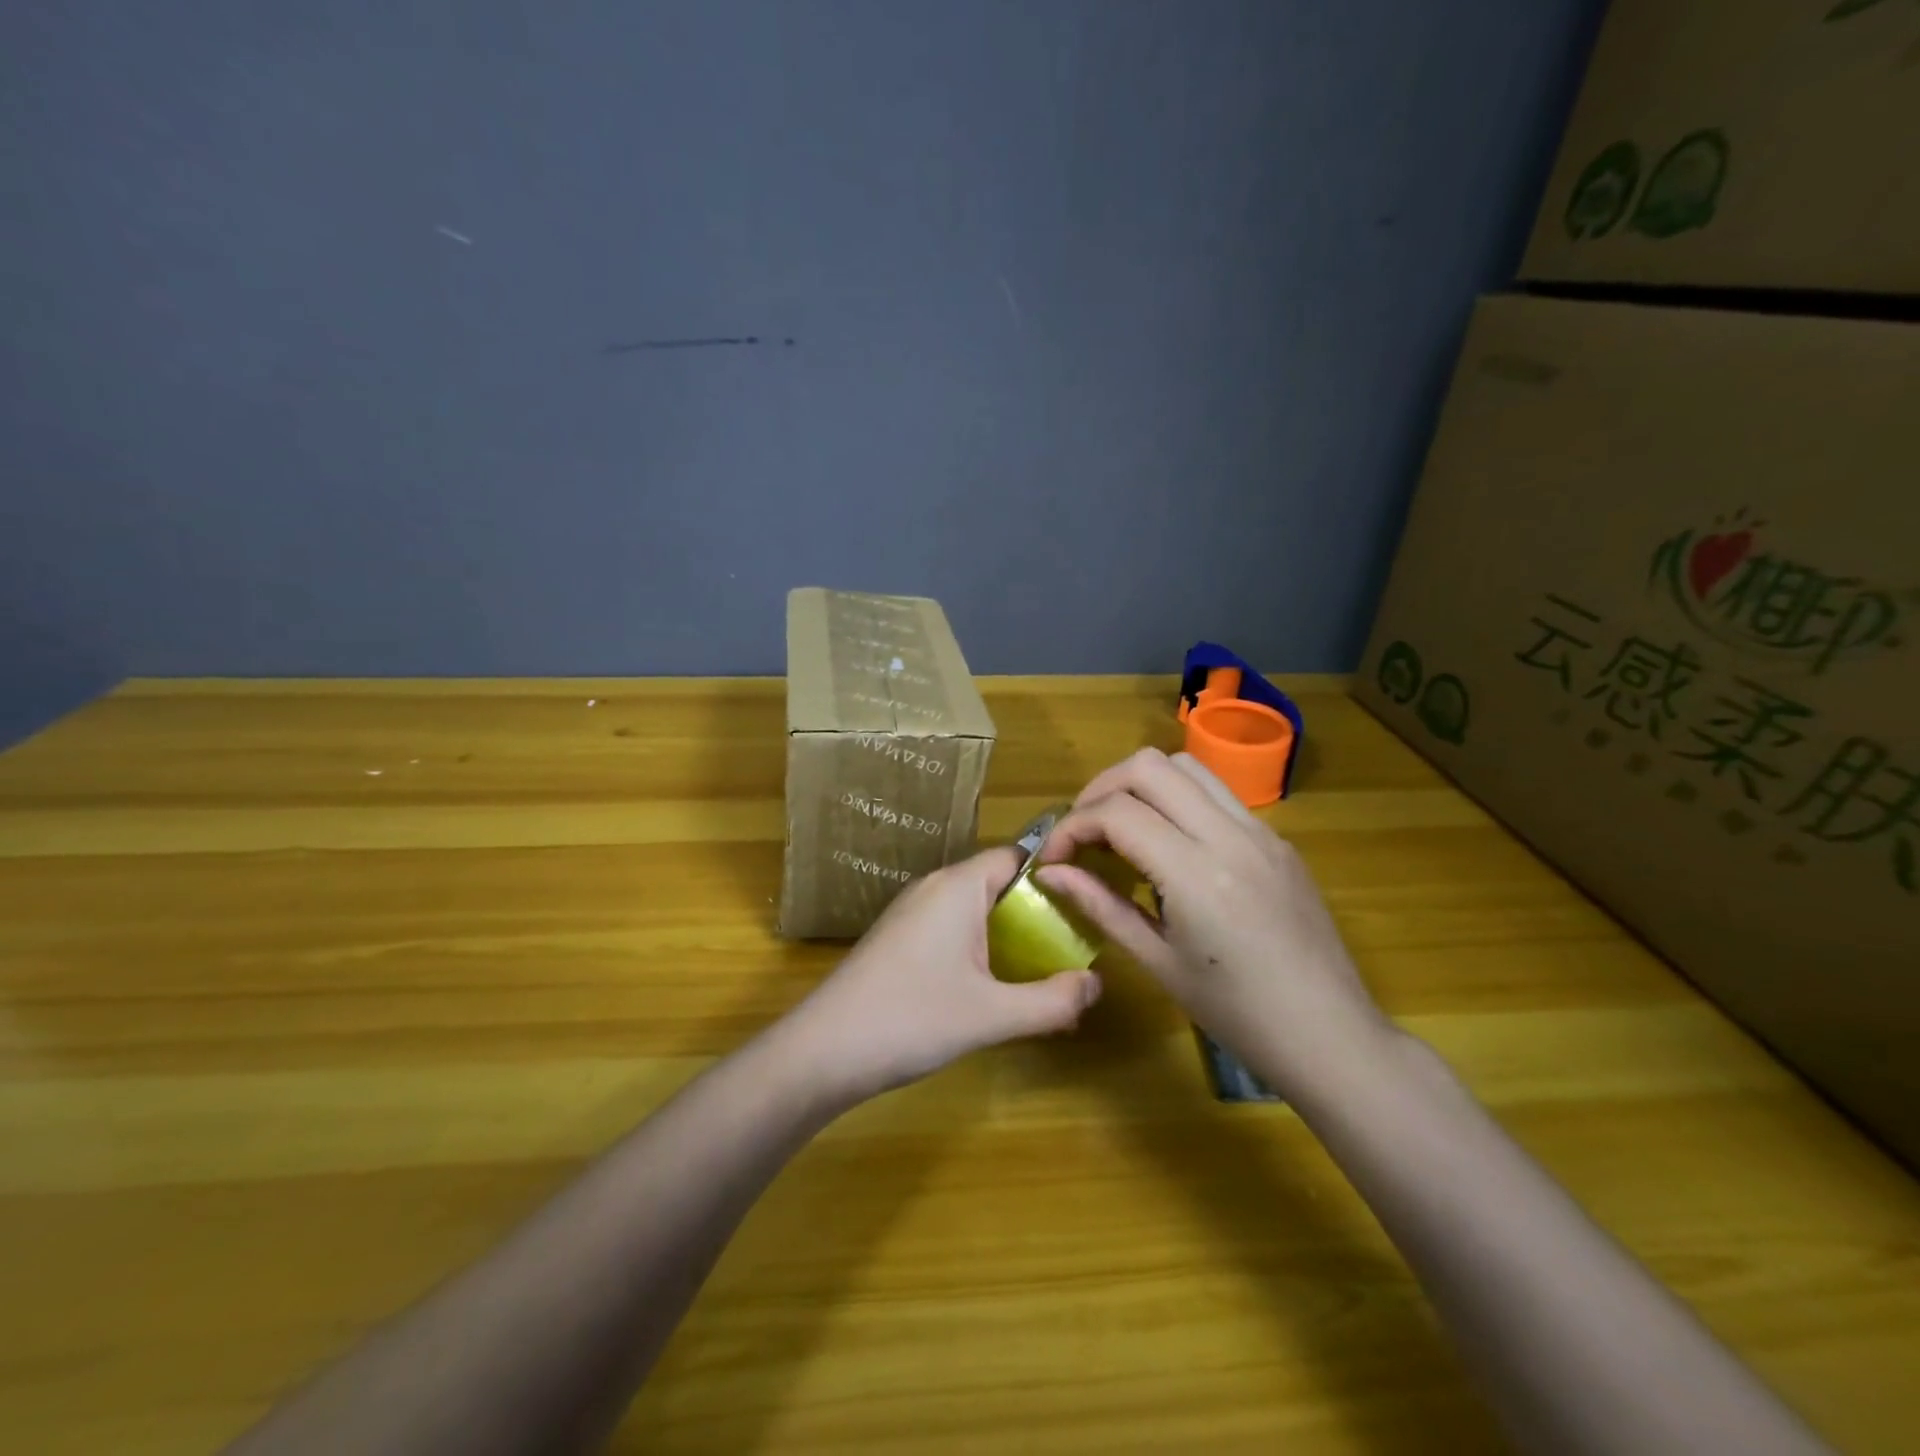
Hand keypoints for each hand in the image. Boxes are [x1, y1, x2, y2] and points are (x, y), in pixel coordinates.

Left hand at [788, 847, 1102, 1105]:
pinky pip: (952, 930)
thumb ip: (1052, 1001)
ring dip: (1009, 935)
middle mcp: (934, 888)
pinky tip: (995, 989)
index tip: (1088, 904)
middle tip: (1074, 947)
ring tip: (1043, 973)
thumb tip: (1097, 985)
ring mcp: (911, 913)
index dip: (1055, 875)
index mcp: (958, 886)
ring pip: (975, 909)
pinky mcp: (898, 940)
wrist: (823, 1050)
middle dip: (1038, 913)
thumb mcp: (992, 1015)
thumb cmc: (911, 1019)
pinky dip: (981, 949)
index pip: (1017, 856)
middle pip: (998, 883)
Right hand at [1036, 748, 1391, 1101]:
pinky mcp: (1277, 838)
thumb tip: (1050, 873)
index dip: (1071, 827)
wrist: (1329, 1034)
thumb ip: (1100, 905)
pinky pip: (1217, 793)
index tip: (1054, 858)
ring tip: (1121, 826)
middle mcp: (1230, 835)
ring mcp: (1260, 831)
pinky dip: (1178, 799)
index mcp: (1196, 874)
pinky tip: (1169, 844)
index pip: (1117, 813)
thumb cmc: (1236, 1013)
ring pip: (1186, 766)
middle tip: (1083, 831)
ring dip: (1141, 784)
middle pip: (1148, 766)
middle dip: (1101, 789)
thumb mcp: (1158, 962)